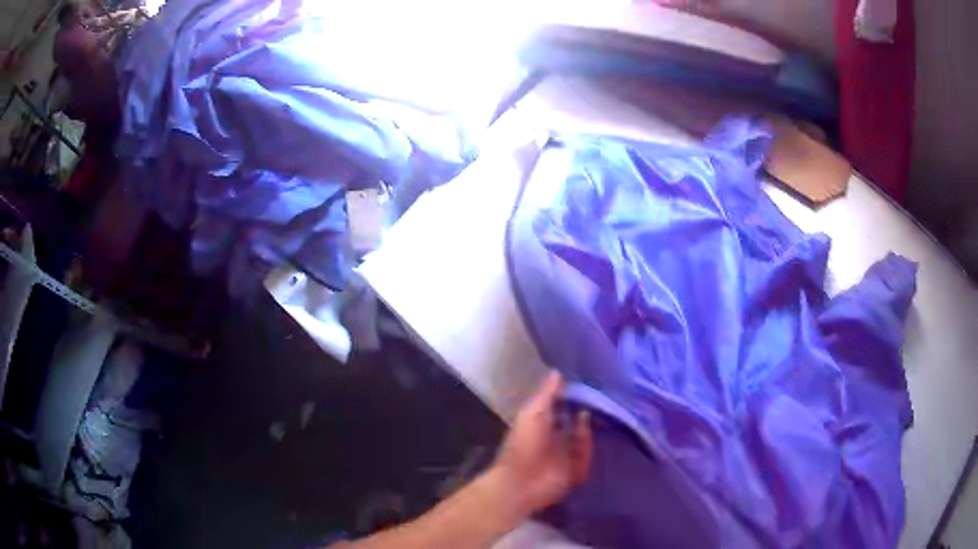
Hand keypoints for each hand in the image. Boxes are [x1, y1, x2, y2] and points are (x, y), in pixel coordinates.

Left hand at [489, 372, 592, 515]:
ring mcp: (564, 458)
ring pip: (583, 442)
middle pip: (575, 425)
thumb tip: (557, 372)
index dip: (572, 399)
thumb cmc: (523, 445)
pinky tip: (588, 442)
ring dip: (586, 434)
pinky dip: (587, 452)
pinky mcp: (573, 474)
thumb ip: (546, 394)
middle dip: (585, 416)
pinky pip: (586, 460)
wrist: (521, 482)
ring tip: (590, 423)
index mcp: (541, 425)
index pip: (560, 409)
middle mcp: (554, 440)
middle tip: (600, 403)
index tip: (588, 386)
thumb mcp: (532, 414)